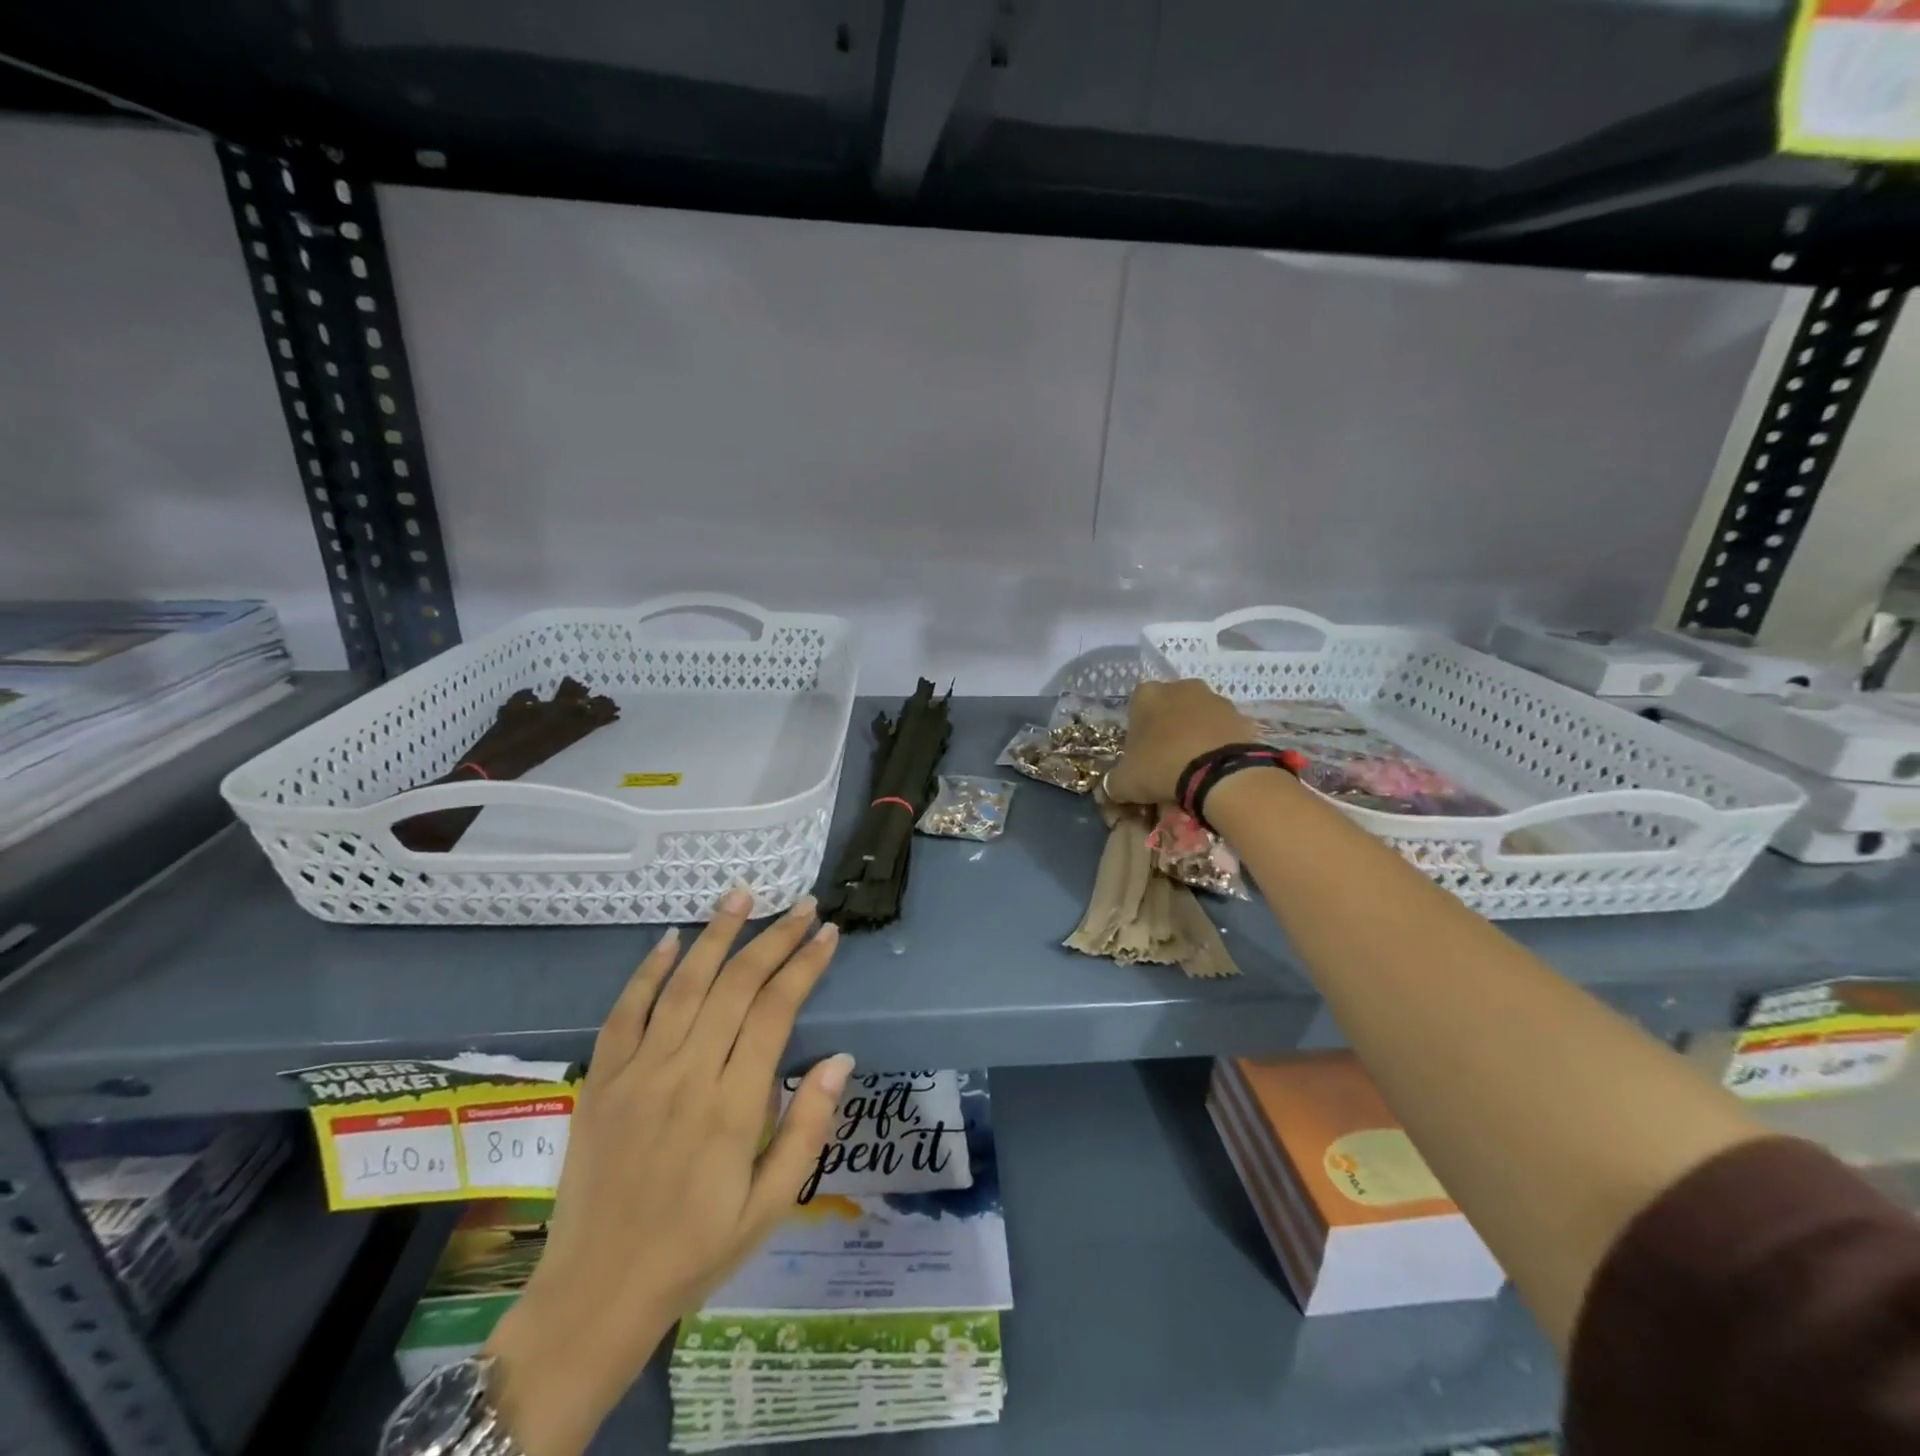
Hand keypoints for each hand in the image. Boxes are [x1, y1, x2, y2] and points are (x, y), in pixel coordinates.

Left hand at [483, 889, 850, 1455]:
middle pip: (736, 985)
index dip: (804, 965)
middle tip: (802, 904)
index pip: (776, 1011)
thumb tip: (840, 1058)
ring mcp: (638, 1074)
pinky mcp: (601, 1082)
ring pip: (683, 985)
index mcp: (732, 1107)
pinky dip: (647, 972)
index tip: (827, 933)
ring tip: (742, 894)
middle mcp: (686, 1075)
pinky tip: (671, 939)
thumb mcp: (770, 1206)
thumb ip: (808, 1129)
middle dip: (773, 938)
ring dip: (716, 934)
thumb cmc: (696, 1251)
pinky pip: (625, 1013)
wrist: (596, 1295)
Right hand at [1106, 678, 1265, 805]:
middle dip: (1167, 730)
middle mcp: (1181, 687)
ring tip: (1194, 767)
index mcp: (1147, 694)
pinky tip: (1215, 767)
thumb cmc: (1162, 767)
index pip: (1135, 709)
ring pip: (1197, 717)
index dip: (1137, 734)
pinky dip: (1218, 744)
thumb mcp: (1125, 782)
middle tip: (1166, 761)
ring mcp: (1215, 698)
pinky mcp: (1242, 716)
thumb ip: (1115, 780)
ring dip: (1194, 735)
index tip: (1141, 756)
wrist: (1221, 774)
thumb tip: (1115, 786)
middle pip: (1168, 709)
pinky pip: (1222, 730)